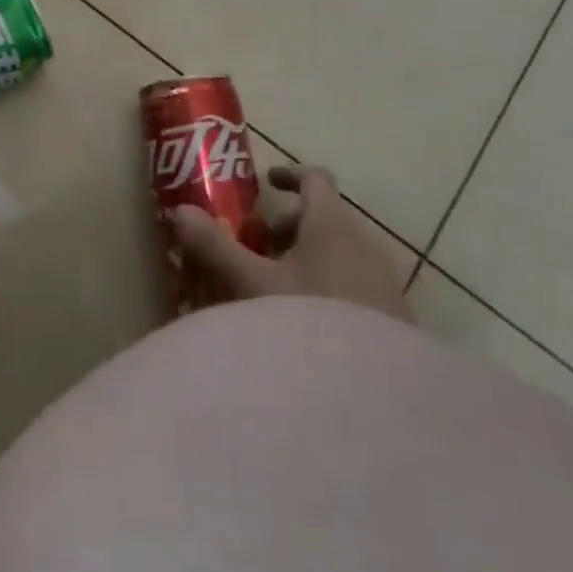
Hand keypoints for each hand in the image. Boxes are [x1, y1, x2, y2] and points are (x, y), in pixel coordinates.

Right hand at [171, 165, 409, 319]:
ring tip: (276, 291)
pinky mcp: (394, 316)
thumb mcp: (251, 283)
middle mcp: (364, 242)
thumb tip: (178, 210)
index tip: (266, 184)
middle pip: (325, 217)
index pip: (315, 177)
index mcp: (332, 223)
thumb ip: (215, 246)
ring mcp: (384, 280)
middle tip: (257, 250)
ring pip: (340, 252)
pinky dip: (329, 285)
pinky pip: (356, 283)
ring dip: (307, 259)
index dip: (289, 175)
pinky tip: (307, 322)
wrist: (376, 396)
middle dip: (288, 228)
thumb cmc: (308, 319)